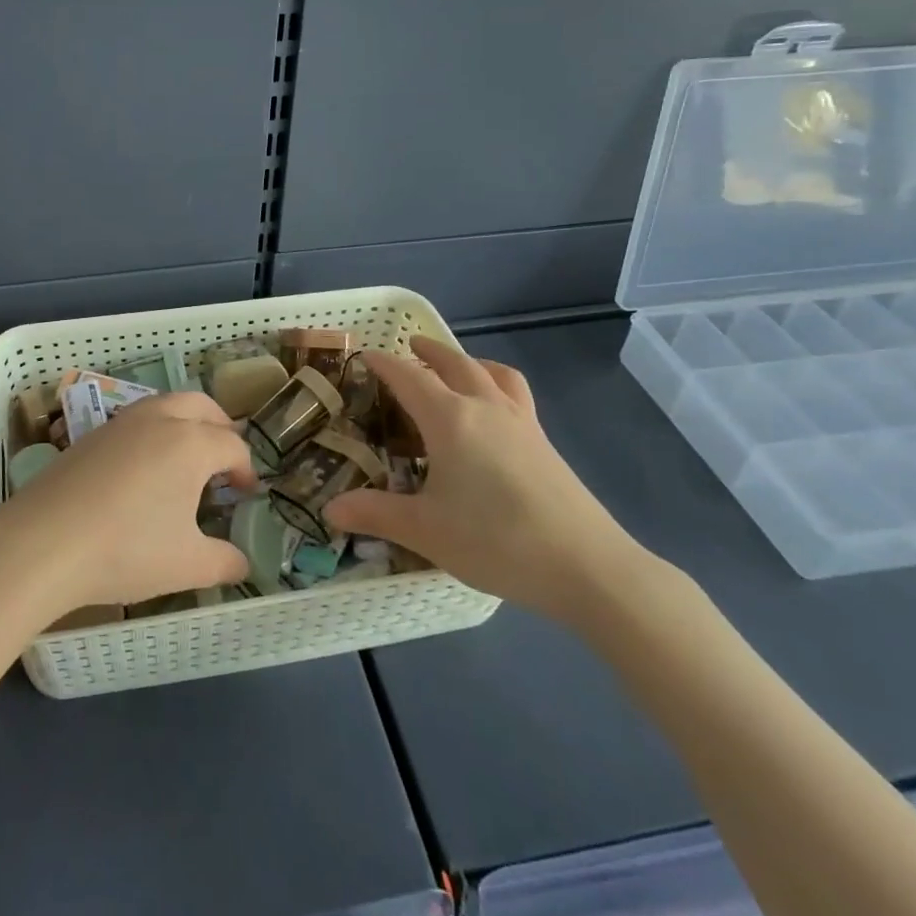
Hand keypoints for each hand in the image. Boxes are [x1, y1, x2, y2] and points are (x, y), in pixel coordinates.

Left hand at [0, 392, 254, 615]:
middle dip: (221, 428)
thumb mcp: (187, 565)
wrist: (43, 542)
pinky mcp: (92, 434)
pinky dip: (154, 432)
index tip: (246, 495)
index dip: (245, 470)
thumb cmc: (126, 550)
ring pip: (166, 405)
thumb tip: (242, 562)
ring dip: (186, 423)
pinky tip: (144, 470)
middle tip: (224, 461)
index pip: (232, 446)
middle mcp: (159, 419)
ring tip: (186, 460)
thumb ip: (224, 562)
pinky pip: (136, 420)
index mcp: (190, 443)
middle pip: (202, 407)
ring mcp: (121, 422)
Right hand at [323, 336, 648, 623]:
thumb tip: (329, 510)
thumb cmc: (496, 541)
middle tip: (408, 348)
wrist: (587, 566)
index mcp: (450, 418)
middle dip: (427, 351)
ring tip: (453, 368)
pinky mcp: (543, 442)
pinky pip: (514, 393)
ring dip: (466, 361)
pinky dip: (495, 382)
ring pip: (490, 372)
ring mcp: (521, 422)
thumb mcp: (426, 531)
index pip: (409, 377)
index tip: (364, 357)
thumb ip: (375, 514)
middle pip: (453, 363)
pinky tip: (492, 412)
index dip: (384, 364)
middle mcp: (485, 407)